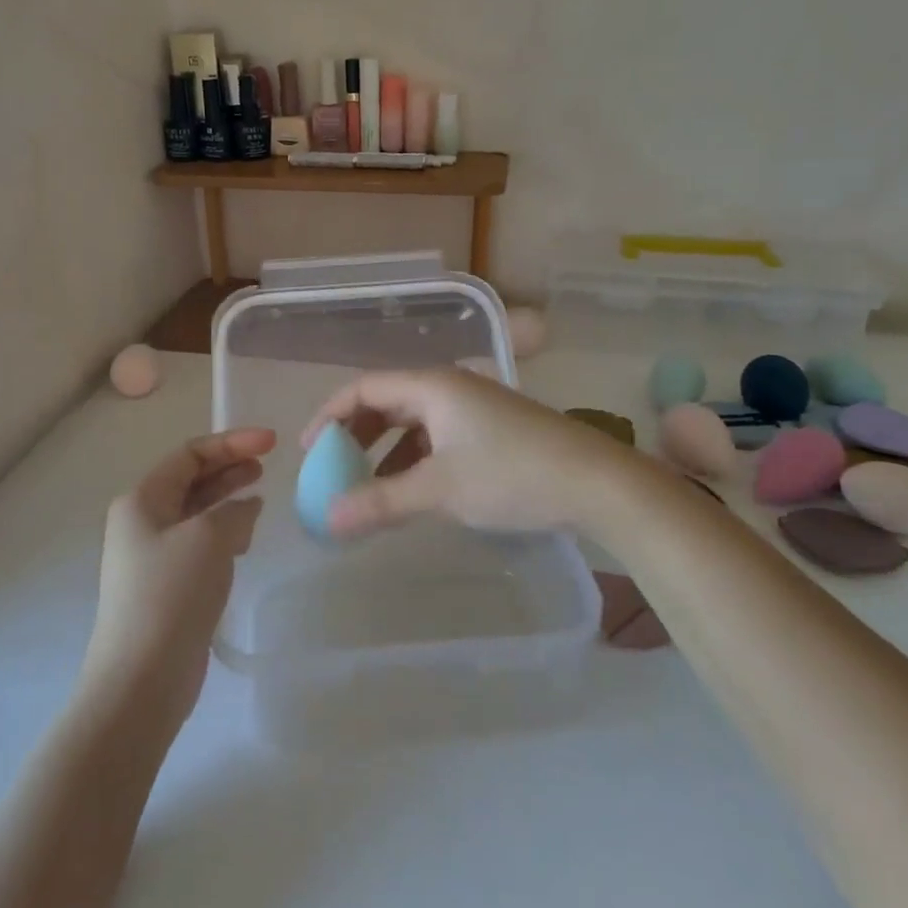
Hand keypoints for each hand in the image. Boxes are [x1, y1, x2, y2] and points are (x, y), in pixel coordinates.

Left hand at [80, 428, 273, 730]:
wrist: (142, 678)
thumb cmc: (171, 594)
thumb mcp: (210, 537)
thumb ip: (235, 511)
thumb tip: (245, 509)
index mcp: (141, 501)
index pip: (189, 454)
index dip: (232, 443)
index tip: (271, 443)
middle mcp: (141, 522)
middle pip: (190, 481)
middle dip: (229, 468)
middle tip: (266, 466)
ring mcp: (152, 556)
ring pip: (196, 513)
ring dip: (227, 500)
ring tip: (260, 495)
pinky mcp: (166, 586)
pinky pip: (199, 544)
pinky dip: (223, 532)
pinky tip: (245, 538)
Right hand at [302, 368, 642, 538]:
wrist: (598, 483)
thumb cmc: (511, 475)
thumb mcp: (440, 490)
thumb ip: (381, 502)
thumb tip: (328, 521)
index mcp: (432, 386)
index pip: (364, 388)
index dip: (330, 416)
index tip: (309, 452)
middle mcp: (450, 387)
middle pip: (387, 403)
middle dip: (356, 436)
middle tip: (334, 471)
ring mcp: (475, 408)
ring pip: (414, 423)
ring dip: (385, 452)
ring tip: (368, 489)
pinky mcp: (494, 430)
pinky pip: (438, 437)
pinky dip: (415, 460)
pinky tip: (412, 491)